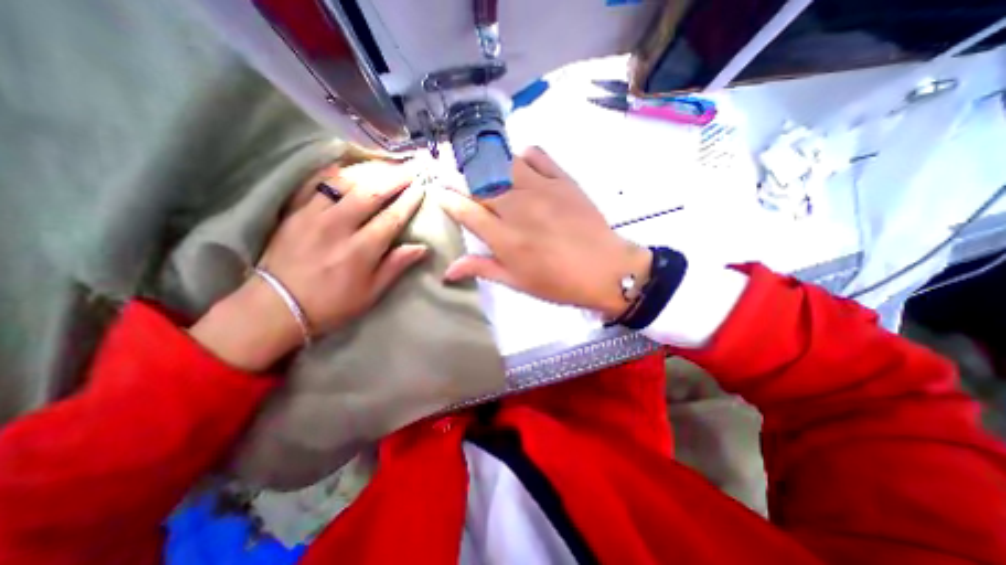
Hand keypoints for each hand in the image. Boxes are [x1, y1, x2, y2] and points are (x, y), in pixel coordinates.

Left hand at [190, 158, 424, 369]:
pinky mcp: (295, 212)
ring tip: (386, 164)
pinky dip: (335, 172)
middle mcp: (338, 227)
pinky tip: (349, 166)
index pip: (391, 218)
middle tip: (411, 168)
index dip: (409, 201)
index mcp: (361, 250)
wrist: (277, 306)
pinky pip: (316, 184)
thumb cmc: (333, 303)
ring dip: (369, 171)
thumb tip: (422, 247)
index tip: (421, 188)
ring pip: (345, 182)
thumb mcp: (371, 293)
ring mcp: (313, 216)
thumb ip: (396, 266)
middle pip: (371, 193)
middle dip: (395, 178)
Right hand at [441, 145, 651, 317]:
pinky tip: (521, 168)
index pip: (465, 209)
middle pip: (479, 183)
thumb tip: (448, 271)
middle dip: (462, 180)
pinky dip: (523, 156)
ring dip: (489, 166)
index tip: (439, 193)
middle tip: (460, 182)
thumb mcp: (517, 282)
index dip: (448, 199)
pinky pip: (536, 154)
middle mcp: (517, 207)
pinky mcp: (563, 179)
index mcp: (504, 237)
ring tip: (487, 174)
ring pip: (503, 163)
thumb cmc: (558, 283)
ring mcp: (541, 189)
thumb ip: (481, 269)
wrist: (606, 270)